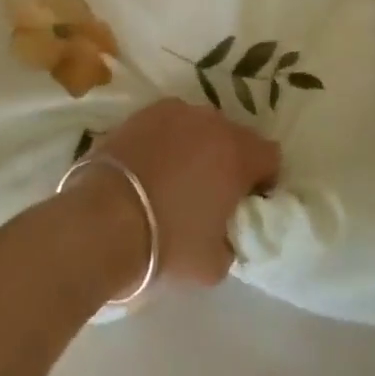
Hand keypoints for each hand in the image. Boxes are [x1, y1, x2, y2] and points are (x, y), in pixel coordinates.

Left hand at [88, 97, 279, 286]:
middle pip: (235, 137)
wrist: (104, 219)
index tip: (247, 201)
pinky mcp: (143, 112)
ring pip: (201, 127)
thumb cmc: (168, 242)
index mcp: (239, 154)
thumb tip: (226, 233)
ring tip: (177, 176)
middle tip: (212, 191)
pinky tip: (152, 165)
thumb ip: (232, 242)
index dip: (264, 179)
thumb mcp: (214, 264)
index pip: (270, 156)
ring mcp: (176, 112)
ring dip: (199, 146)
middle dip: (230, 160)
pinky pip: (169, 123)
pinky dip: (168, 140)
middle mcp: (213, 123)